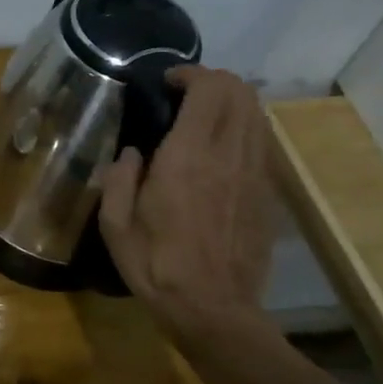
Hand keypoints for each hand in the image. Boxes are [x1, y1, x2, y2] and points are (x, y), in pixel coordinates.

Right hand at [99, 66, 275, 348]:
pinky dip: (242, 128)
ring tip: (202, 117)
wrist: (214, 309)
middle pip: (240, 91)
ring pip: (256, 113)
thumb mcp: (115, 225)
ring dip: (231, 102)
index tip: (166, 83)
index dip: (190, 73)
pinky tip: (218, 148)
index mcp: (187, 158)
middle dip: (213, 80)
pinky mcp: (267, 191)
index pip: (209, 89)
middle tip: (183, 94)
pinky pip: (261, 141)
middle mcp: (228, 155)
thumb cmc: (156, 266)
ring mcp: (255, 173)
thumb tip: (132, 153)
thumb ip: (118, 179)